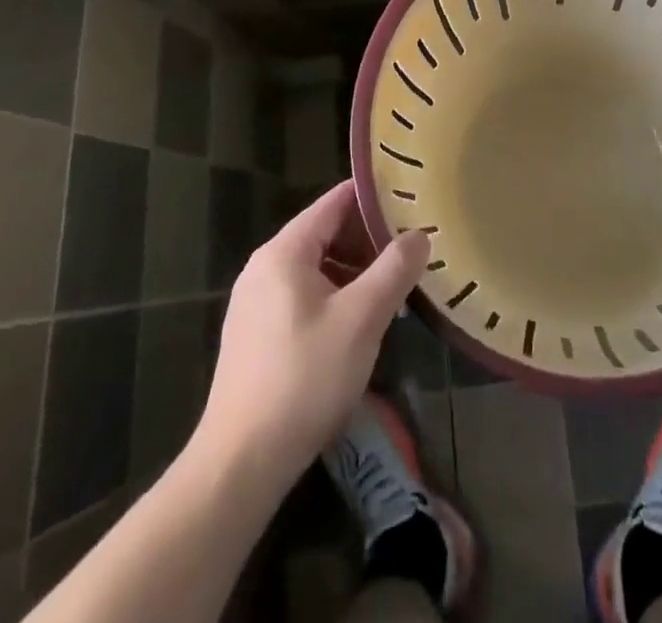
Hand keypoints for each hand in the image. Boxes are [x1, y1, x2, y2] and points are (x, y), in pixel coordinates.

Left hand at [197, 181, 429, 483]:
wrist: (241, 464)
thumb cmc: (305, 378)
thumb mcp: (362, 319)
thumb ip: (395, 269)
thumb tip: (420, 235)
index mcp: (284, 251)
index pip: (335, 201)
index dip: (374, 196)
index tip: (412, 198)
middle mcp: (265, 266)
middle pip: (326, 232)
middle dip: (369, 237)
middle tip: (412, 246)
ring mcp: (256, 302)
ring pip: (317, 266)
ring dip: (356, 269)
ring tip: (395, 284)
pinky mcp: (256, 334)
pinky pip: (304, 294)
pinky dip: (336, 294)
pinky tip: (361, 321)